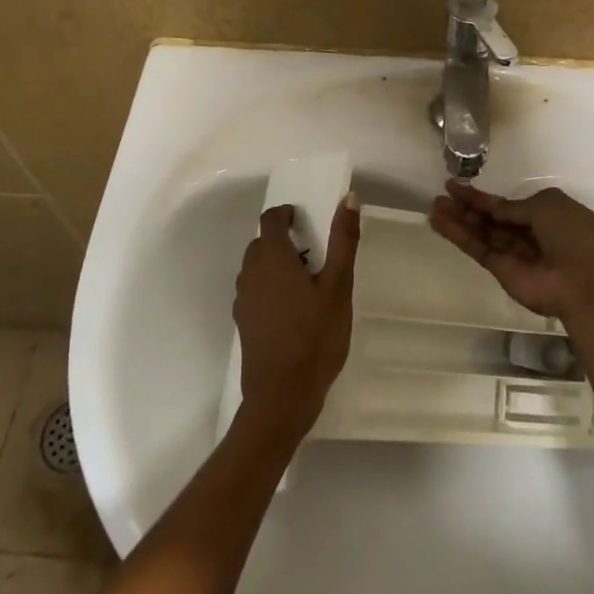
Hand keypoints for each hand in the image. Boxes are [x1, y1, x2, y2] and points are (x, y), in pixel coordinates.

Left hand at [235, 195, 359, 438]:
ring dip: (275, 262)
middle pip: (262, 242)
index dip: (287, 213)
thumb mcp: (338, 286)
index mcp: (272, 257)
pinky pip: (254, 289)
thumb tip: (349, 197)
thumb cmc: (315, 337)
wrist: (281, 396)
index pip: (270, 219)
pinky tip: (292, 308)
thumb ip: (343, 240)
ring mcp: (243, 299)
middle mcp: (251, 272)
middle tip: (314, 253)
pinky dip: (269, 286)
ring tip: (305, 280)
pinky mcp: (243, 321)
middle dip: (284, 239)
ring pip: (256, 266)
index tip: (306, 220)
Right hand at [427, 180, 593, 323]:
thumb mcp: (547, 205)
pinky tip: (439, 223)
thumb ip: (515, 206)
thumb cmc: (573, 235)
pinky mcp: (501, 271)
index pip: (507, 205)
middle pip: (491, 218)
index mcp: (545, 214)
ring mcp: (514, 253)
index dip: (483, 197)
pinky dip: (458, 236)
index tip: (456, 186)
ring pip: (481, 233)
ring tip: (433, 207)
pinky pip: (477, 249)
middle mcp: (528, 233)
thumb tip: (497, 209)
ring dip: (458, 220)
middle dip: (466, 207)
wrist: (585, 281)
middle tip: (440, 196)